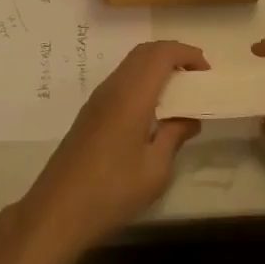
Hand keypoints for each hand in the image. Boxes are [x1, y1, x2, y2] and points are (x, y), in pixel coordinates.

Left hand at [14, 41, 206, 258]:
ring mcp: (97, 99)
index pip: (161, 54)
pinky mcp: (90, 113)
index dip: (187, 53)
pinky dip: (142, 82)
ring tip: (180, 94)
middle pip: (145, 52)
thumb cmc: (112, 190)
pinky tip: (153, 110)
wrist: (58, 211)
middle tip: (196, 78)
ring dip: (156, 68)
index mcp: (132, 95)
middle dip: (173, 55)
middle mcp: (113, 88)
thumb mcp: (155, 169)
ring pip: (131, 65)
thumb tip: (189, 118)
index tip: (207, 72)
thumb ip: (174, 135)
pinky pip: (121, 81)